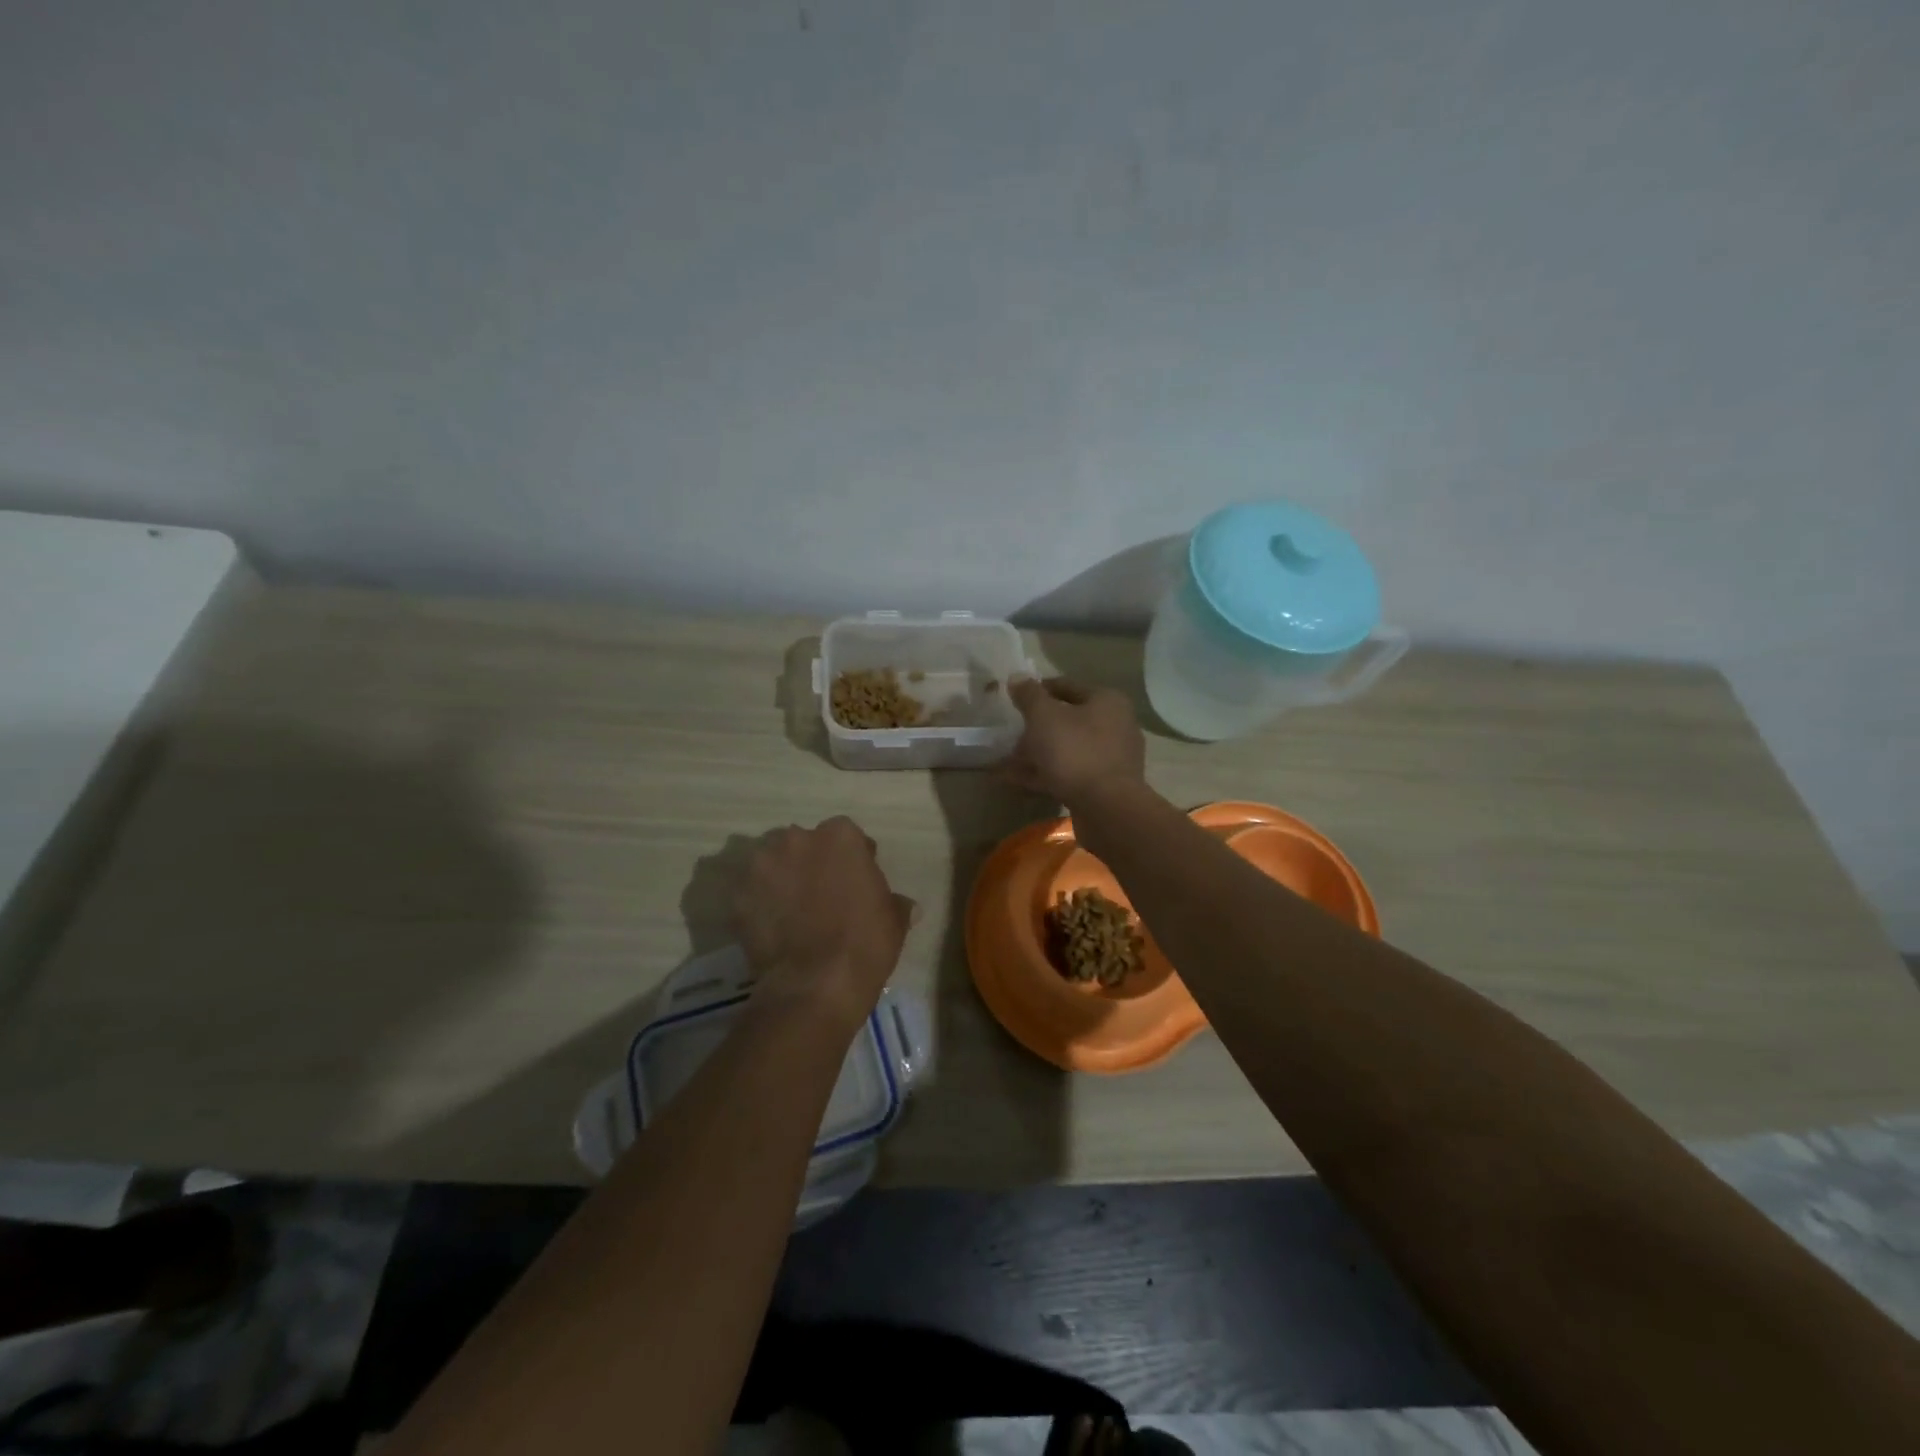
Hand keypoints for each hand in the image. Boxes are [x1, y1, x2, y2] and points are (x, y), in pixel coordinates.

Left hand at [730, 817, 913, 1025]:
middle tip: (821, 895)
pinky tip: (771, 929)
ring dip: (781, 879)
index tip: (856, 882)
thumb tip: (907, 906)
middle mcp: (797, 839)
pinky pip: (750, 894)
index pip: (847, 837)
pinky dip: (758, 906)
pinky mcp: (737, 896)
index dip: (852, 860)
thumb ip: (895, 903)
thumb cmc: (865, 943)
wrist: (815, 985)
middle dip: (811, 863)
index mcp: (840, 836)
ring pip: (772, 863)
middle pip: (804, 844)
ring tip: (791, 912)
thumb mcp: (894, 921)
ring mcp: (762, 866)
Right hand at [1002, 677, 1146, 807]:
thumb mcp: (1044, 716)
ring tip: (1004, 762)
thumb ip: (1029, 695)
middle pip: (1067, 720)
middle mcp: (1114, 725)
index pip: (1066, 687)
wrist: (1107, 808)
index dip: (1037, 691)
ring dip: (1035, 755)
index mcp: (1106, 701)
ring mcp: (1110, 758)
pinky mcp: (1103, 786)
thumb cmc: (1075, 751)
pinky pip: (1067, 773)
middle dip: (1035, 729)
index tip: (1013, 700)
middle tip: (1009, 735)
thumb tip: (1017, 677)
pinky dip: (1043, 775)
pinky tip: (1014, 781)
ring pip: (1065, 750)